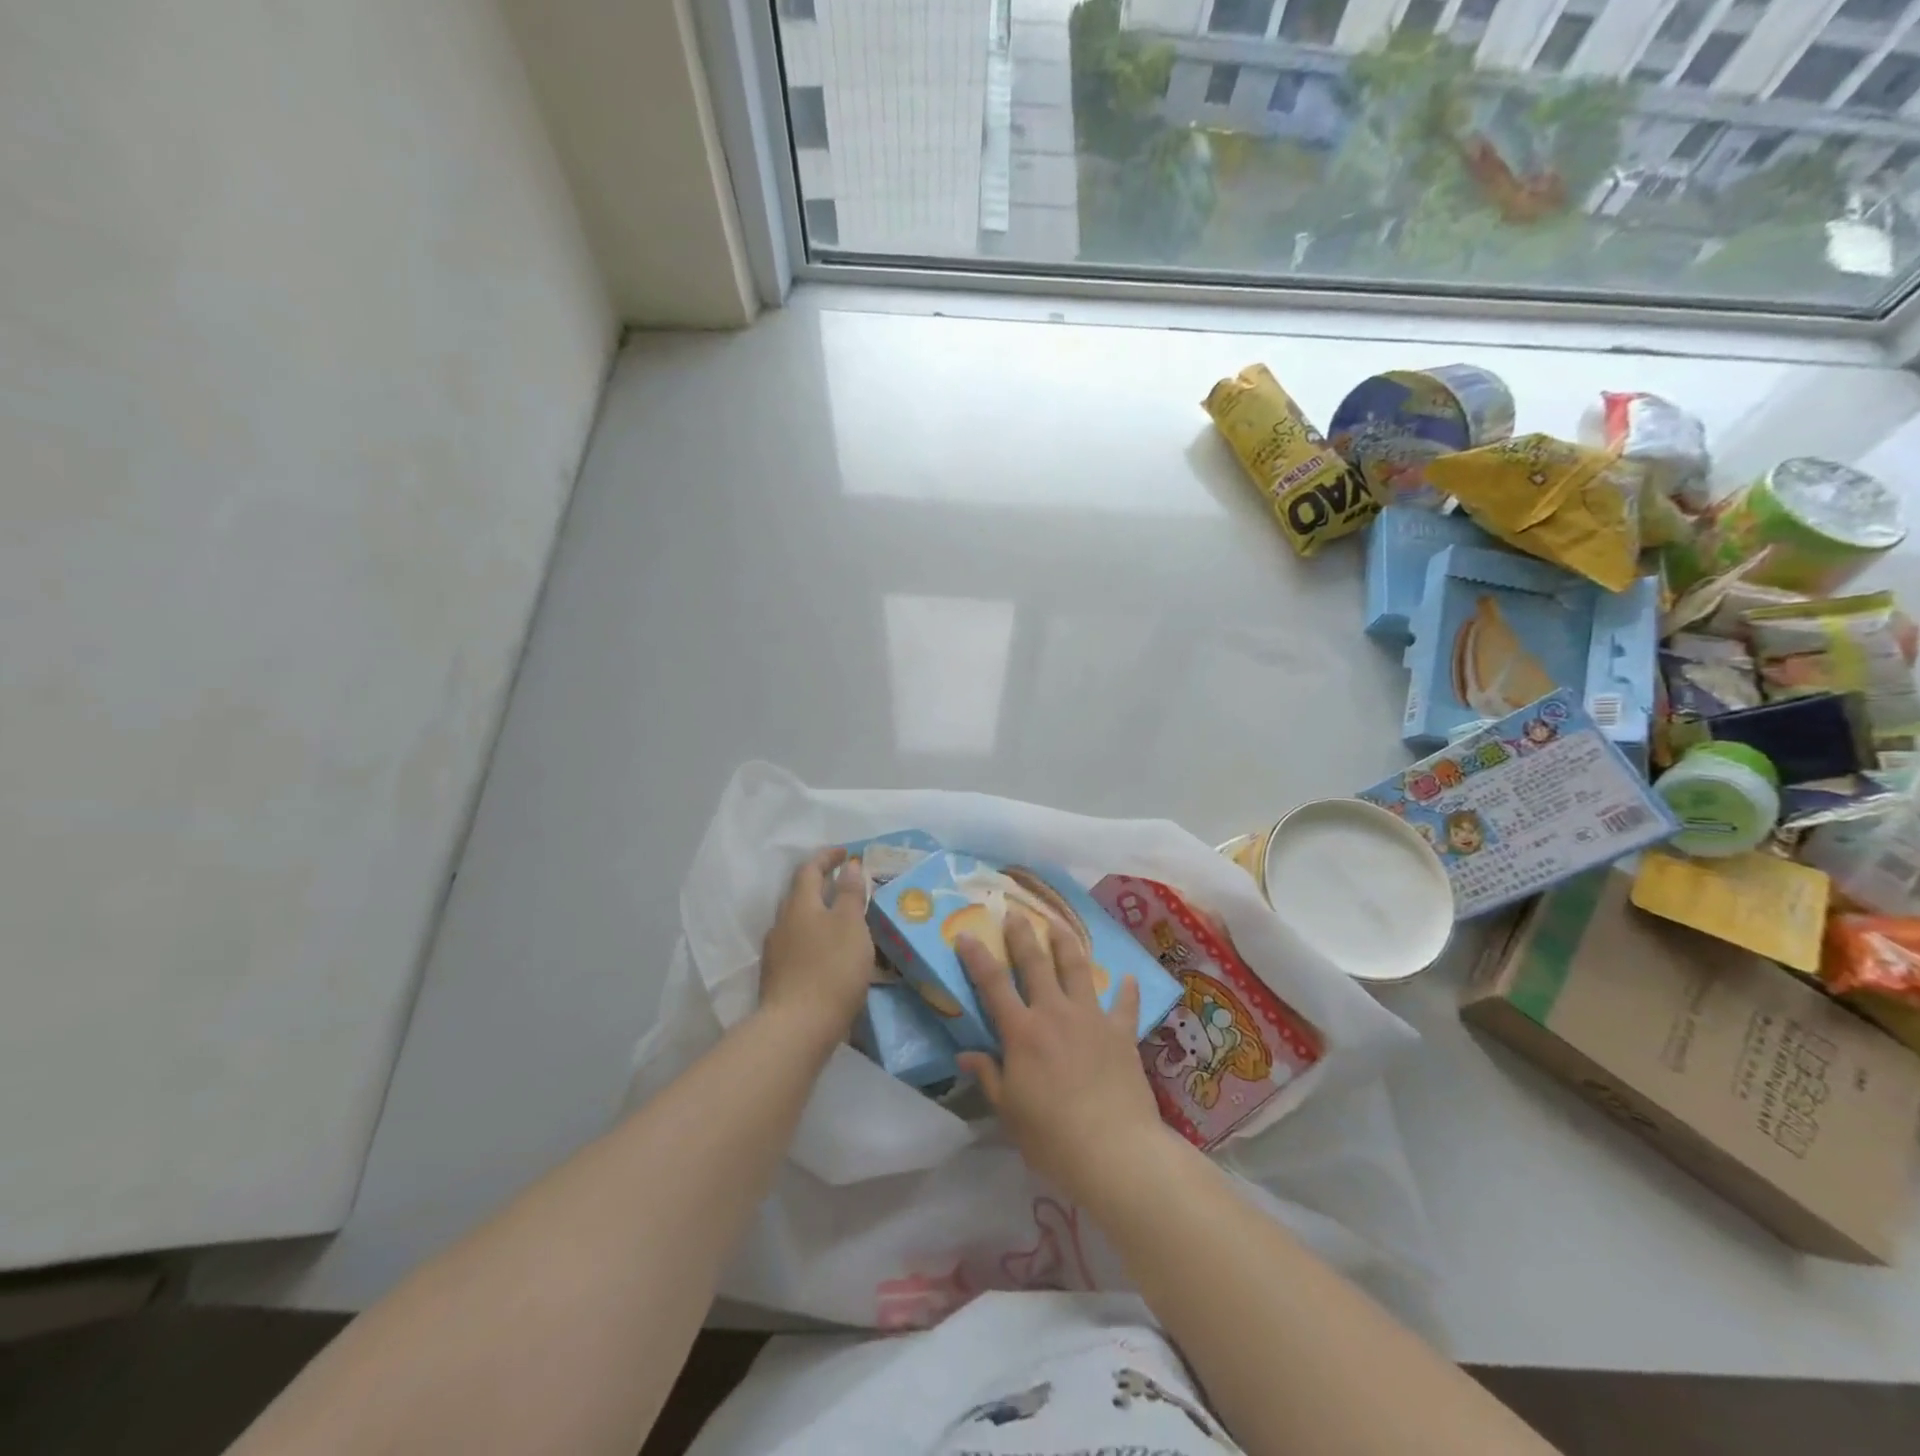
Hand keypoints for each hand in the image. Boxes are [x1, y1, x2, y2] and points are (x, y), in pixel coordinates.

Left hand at [758, 848, 872, 1045]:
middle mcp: (782, 923)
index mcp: (799, 905)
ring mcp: (776, 952)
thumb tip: (848, 865)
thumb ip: (849, 893)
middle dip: (821, 885)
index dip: (827, 857)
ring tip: (842, 921)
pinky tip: (829, 953)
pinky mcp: (777, 978)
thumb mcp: (850, 925)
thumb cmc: (830, 969)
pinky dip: (815, 939)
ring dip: (818, 914)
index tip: (846, 852)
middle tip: (846, 884)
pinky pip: (798, 946)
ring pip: (798, 922)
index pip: (809, 869)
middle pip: (800, 894)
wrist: (796, 1028)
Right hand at [955, 914, 1168, 1197]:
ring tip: (1060, 924)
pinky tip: (1127, 977)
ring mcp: (1091, 1018)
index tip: (966, 934)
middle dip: (1022, 934)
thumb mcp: (1009, 1110)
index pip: (992, 984)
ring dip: (1067, 943)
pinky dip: (1126, 990)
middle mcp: (1054, 1012)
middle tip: (1014, 912)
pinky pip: (1124, 1004)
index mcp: (1022, 1031)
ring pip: (1077, 968)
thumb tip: (965, 1053)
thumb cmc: (1052, 1136)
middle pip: (1035, 963)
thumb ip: (988, 1076)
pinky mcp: (1121, 1032)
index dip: (977, 957)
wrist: (1114, 1149)